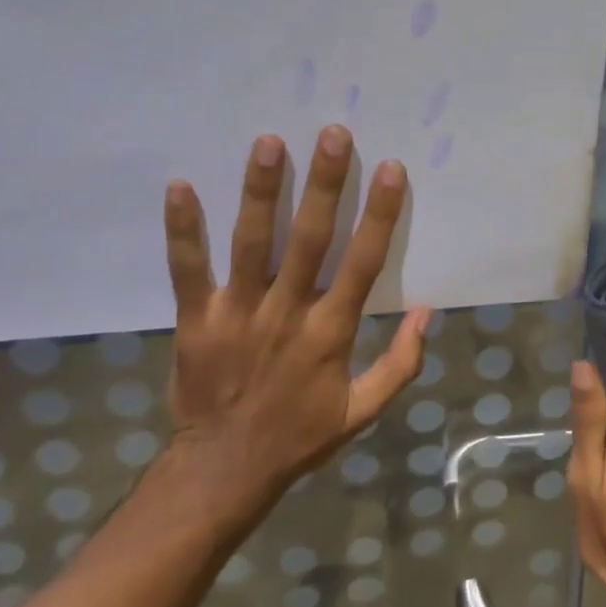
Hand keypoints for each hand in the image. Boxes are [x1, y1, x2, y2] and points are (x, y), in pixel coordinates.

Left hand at [160, 124, 430, 522]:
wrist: (222, 472)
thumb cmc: (298, 437)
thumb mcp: (362, 411)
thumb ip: (401, 364)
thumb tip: (425, 311)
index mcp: (330, 333)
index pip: (362, 263)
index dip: (380, 214)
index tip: (391, 168)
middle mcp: (286, 313)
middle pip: (310, 239)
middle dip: (324, 185)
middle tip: (333, 134)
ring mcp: (237, 314)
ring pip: (251, 243)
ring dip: (260, 191)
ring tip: (268, 142)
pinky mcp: (195, 320)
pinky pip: (187, 269)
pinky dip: (182, 229)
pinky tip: (179, 185)